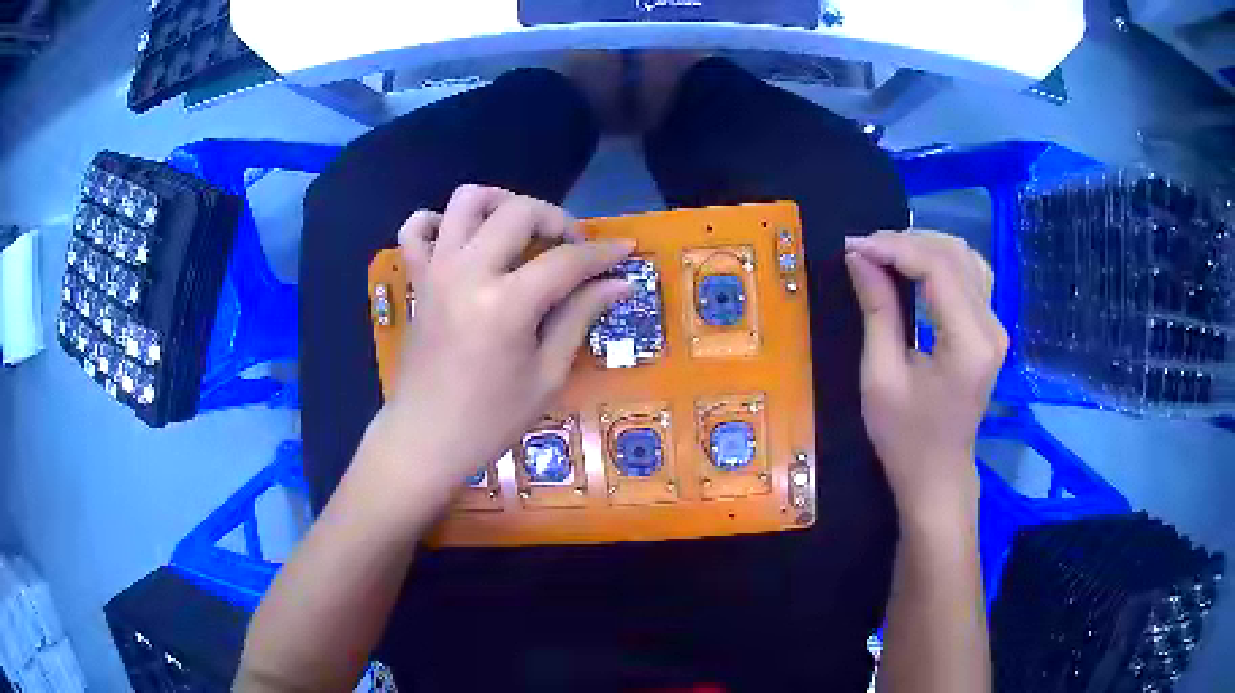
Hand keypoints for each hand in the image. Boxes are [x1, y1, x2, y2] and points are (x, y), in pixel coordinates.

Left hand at [378, 185, 633, 490]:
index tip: (625, 249)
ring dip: (501, 202)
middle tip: (573, 246)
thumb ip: (580, 317)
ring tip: (521, 228)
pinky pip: (415, 228)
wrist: (425, 438)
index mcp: (505, 304)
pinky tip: (463, 240)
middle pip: (518, 212)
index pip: (565, 261)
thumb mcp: (547, 375)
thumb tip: (619, 283)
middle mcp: (468, 272)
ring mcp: (436, 270)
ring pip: (466, 200)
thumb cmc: (491, 420)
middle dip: (556, 218)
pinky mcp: (417, 278)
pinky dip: (440, 221)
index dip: (602, 253)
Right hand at [844, 230, 1007, 524]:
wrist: (938, 473)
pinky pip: (970, 275)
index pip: (937, 268)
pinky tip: (915, 267)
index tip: (853, 247)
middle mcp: (991, 326)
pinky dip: (940, 261)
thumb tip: (860, 257)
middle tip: (864, 250)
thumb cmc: (904, 437)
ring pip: (965, 257)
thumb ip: (877, 310)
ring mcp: (996, 326)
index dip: (894, 248)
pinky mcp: (991, 328)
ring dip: (924, 247)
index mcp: (968, 343)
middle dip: (906, 242)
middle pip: (954, 254)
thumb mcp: (880, 376)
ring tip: (885, 254)